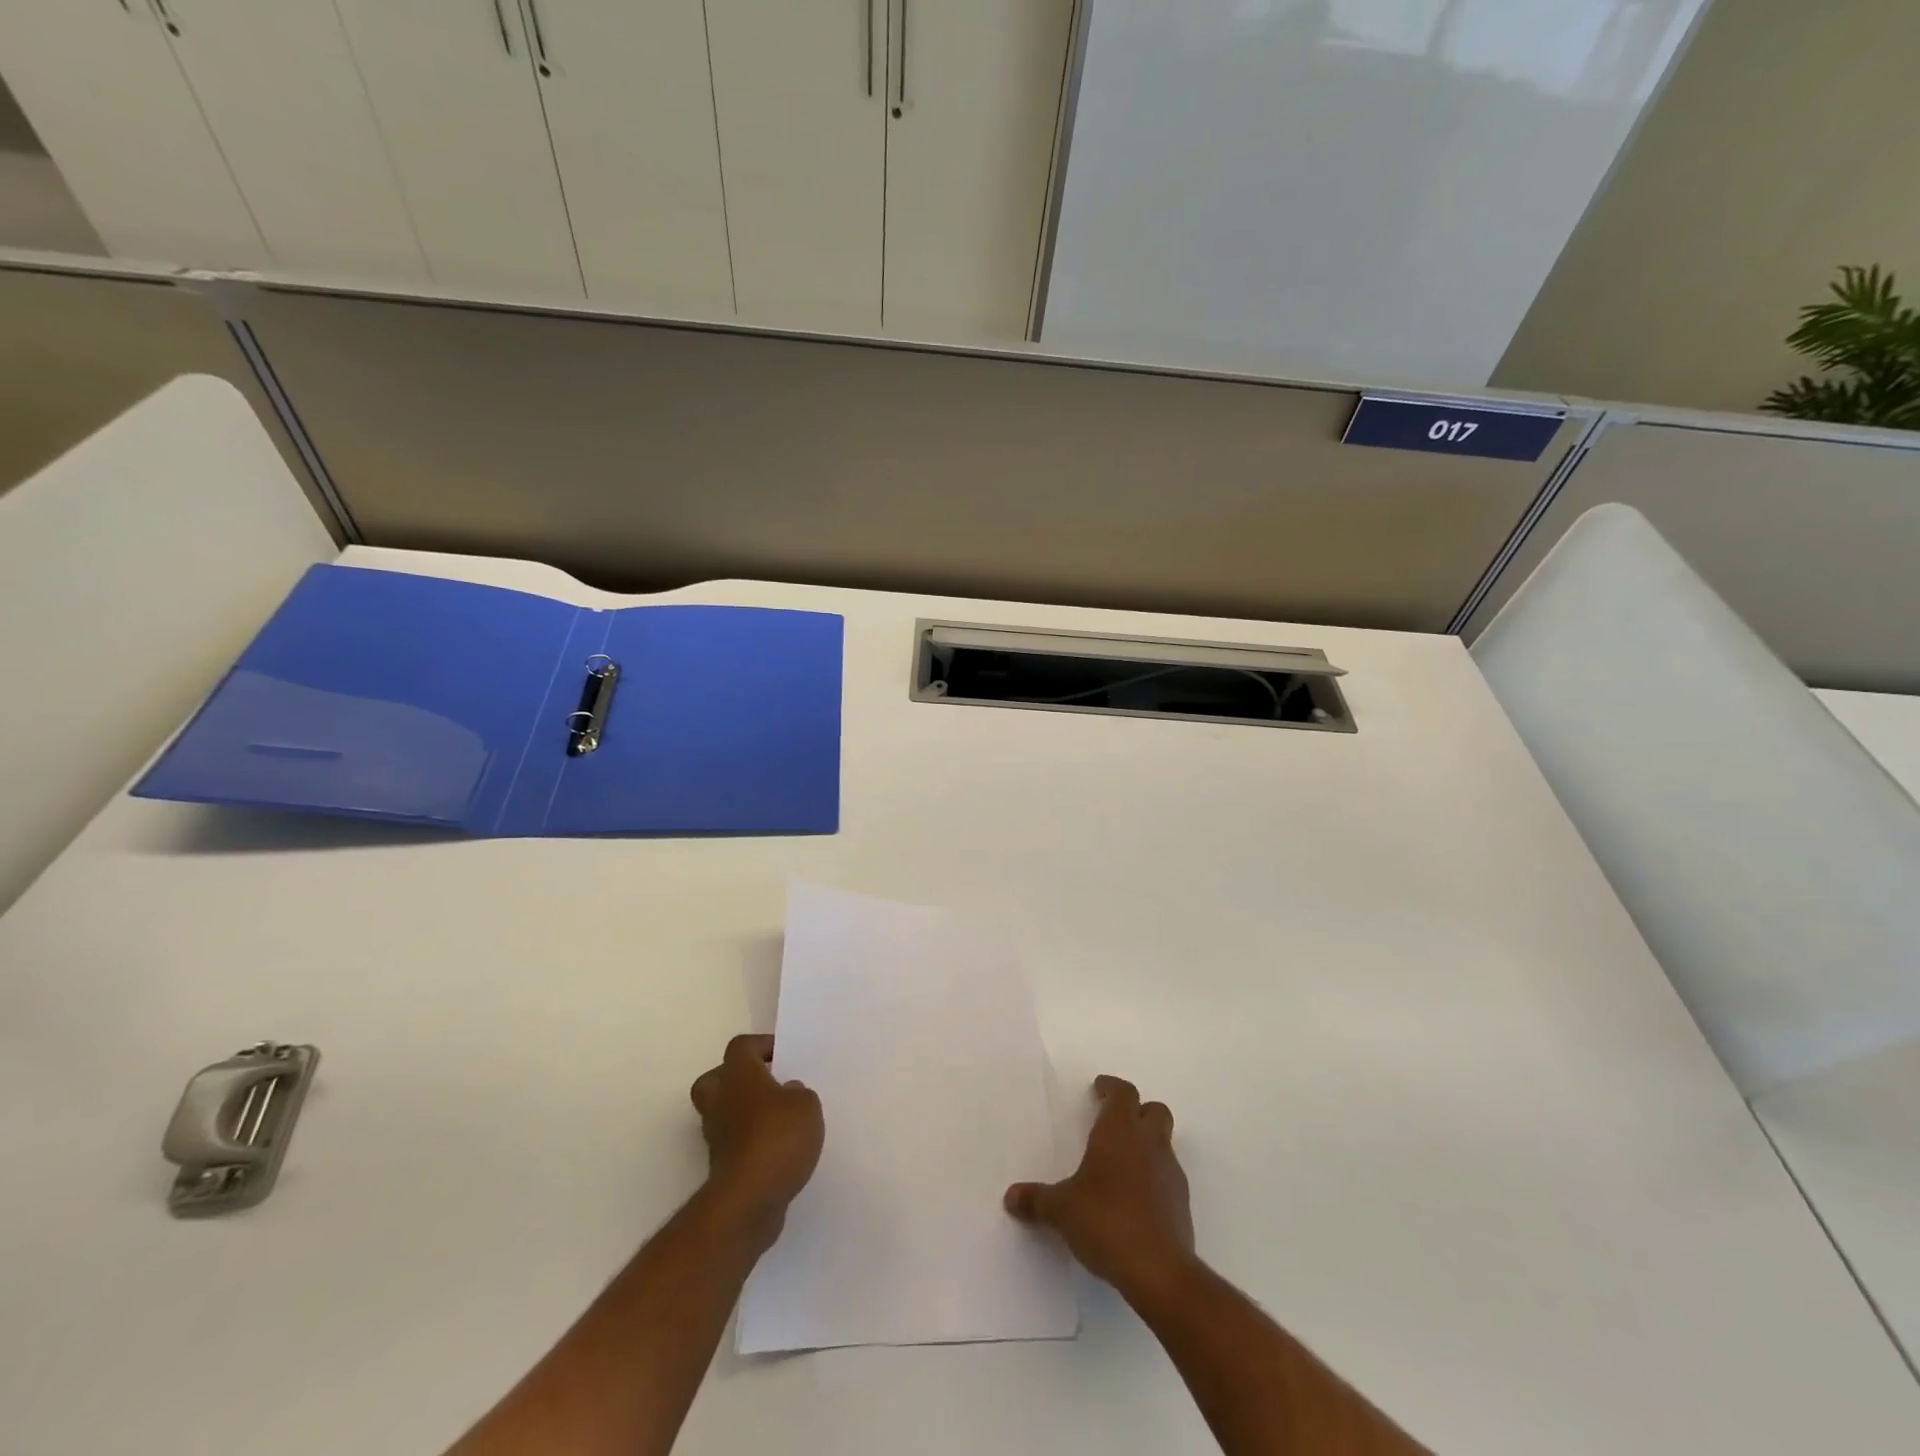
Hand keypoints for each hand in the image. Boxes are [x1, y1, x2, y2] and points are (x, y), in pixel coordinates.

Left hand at [689, 1034, 823, 1250]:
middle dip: (739, 1078)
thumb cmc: (778, 1138)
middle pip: (717, 1078)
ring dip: (744, 1112)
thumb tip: (787, 1093)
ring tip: (778, 1118)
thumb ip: (798, 1093)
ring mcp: (716, 1135)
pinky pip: (733, 1142)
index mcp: (738, 1075)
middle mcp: (720, 1100)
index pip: (742, 1046)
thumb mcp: (806, 1105)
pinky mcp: (720, 1166)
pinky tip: (777, 1148)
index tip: (784, 1055)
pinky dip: (749, 1141)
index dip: (762, 1046)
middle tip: (768, 1084)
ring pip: (723, 1112)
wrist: (749, 1200)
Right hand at [1005, 1074, 1194, 1294]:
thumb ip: (1037, 1200)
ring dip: (1147, 1145)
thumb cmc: (1105, 1221)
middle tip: (1115, 1122)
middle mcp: (1150, 1143)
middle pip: (1154, 1110)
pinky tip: (1136, 1199)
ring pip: (1164, 1143)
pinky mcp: (1182, 1205)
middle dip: (1137, 1111)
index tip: (1099, 1089)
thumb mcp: (1061, 1210)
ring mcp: (1171, 1173)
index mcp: (1120, 1131)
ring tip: (1122, 1164)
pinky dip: (1154, 1178)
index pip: (1123, 1093)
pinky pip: (1168, 1178)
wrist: (1158, 1270)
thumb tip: (1010, 1197)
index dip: (1111, 1088)